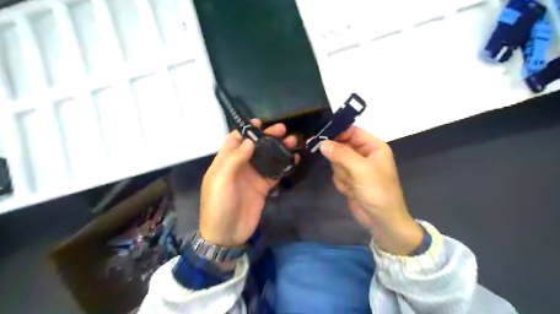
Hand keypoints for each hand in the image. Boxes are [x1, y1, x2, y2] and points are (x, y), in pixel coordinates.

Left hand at [200, 120, 299, 246]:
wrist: (226, 234)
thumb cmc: (219, 204)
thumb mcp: (221, 179)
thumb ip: (234, 158)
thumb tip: (250, 140)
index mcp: (225, 161)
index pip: (236, 139)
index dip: (247, 130)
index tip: (261, 122)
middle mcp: (240, 166)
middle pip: (255, 146)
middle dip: (268, 136)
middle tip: (283, 130)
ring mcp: (253, 176)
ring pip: (267, 158)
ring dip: (279, 149)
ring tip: (293, 141)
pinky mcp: (263, 187)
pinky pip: (275, 173)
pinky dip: (284, 165)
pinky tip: (294, 159)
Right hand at [319, 125, 418, 254]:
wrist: (382, 221)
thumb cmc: (378, 191)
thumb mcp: (361, 170)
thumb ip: (341, 154)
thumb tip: (322, 143)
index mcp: (373, 147)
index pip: (352, 131)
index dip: (338, 132)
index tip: (320, 136)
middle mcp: (364, 154)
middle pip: (341, 146)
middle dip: (338, 158)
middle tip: (339, 166)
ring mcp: (356, 168)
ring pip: (336, 161)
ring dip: (341, 173)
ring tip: (351, 183)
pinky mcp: (350, 179)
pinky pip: (337, 174)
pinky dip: (341, 182)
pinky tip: (350, 190)